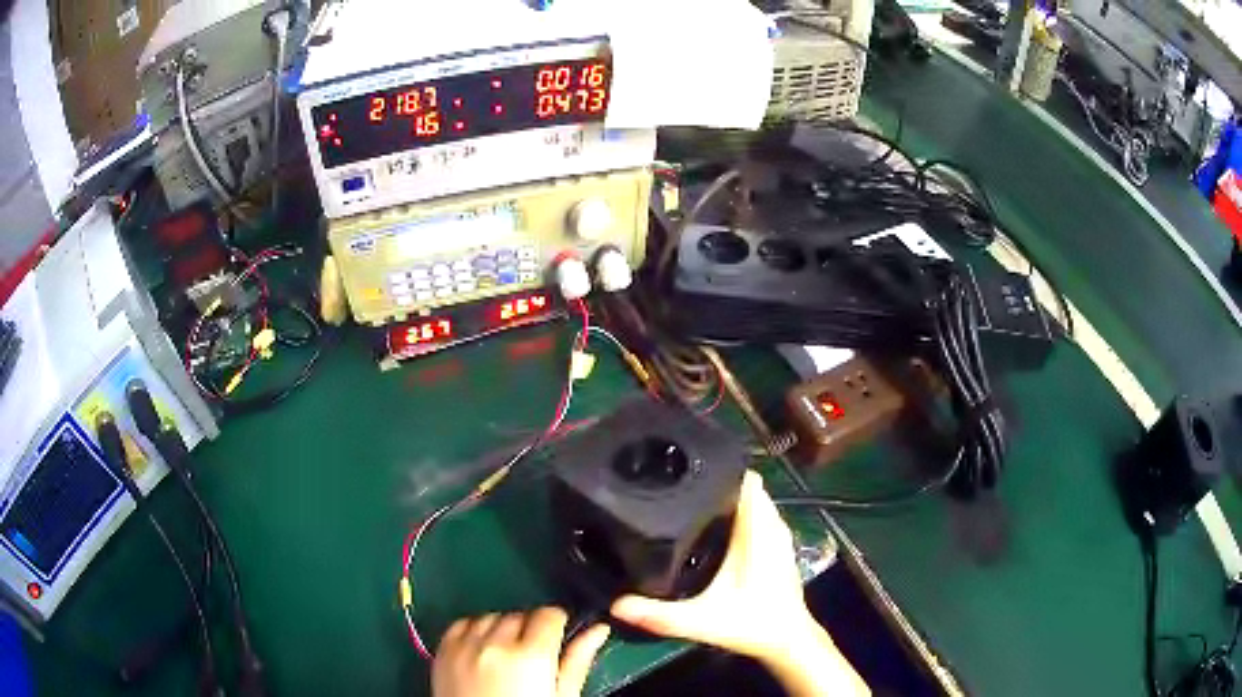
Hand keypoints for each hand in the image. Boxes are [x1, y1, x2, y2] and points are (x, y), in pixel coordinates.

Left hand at [432, 607, 609, 696]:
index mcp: (531, 656)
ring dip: (502, 629)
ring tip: (507, 657)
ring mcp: (465, 646)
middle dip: (530, 630)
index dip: (558, 624)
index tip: (558, 637)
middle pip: (520, 615)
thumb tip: (598, 630)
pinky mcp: (443, 652)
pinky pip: (462, 624)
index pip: (549, 614)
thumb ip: (578, 660)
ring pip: (491, 617)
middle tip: (534, 657)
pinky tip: (483, 651)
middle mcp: (495, 644)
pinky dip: (475, 631)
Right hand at [610, 470, 817, 662]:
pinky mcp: (779, 547)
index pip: (747, 481)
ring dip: (730, 497)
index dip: (721, 469)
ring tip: (691, 499)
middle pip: (747, 487)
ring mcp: (778, 536)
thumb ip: (659, 614)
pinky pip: (760, 515)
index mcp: (757, 532)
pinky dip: (741, 512)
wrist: (787, 640)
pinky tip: (715, 526)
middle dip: (718, 481)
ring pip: (755, 501)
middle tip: (680, 484)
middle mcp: (772, 526)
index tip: (690, 466)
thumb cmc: (751, 624)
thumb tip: (616, 605)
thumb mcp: (701, 621)